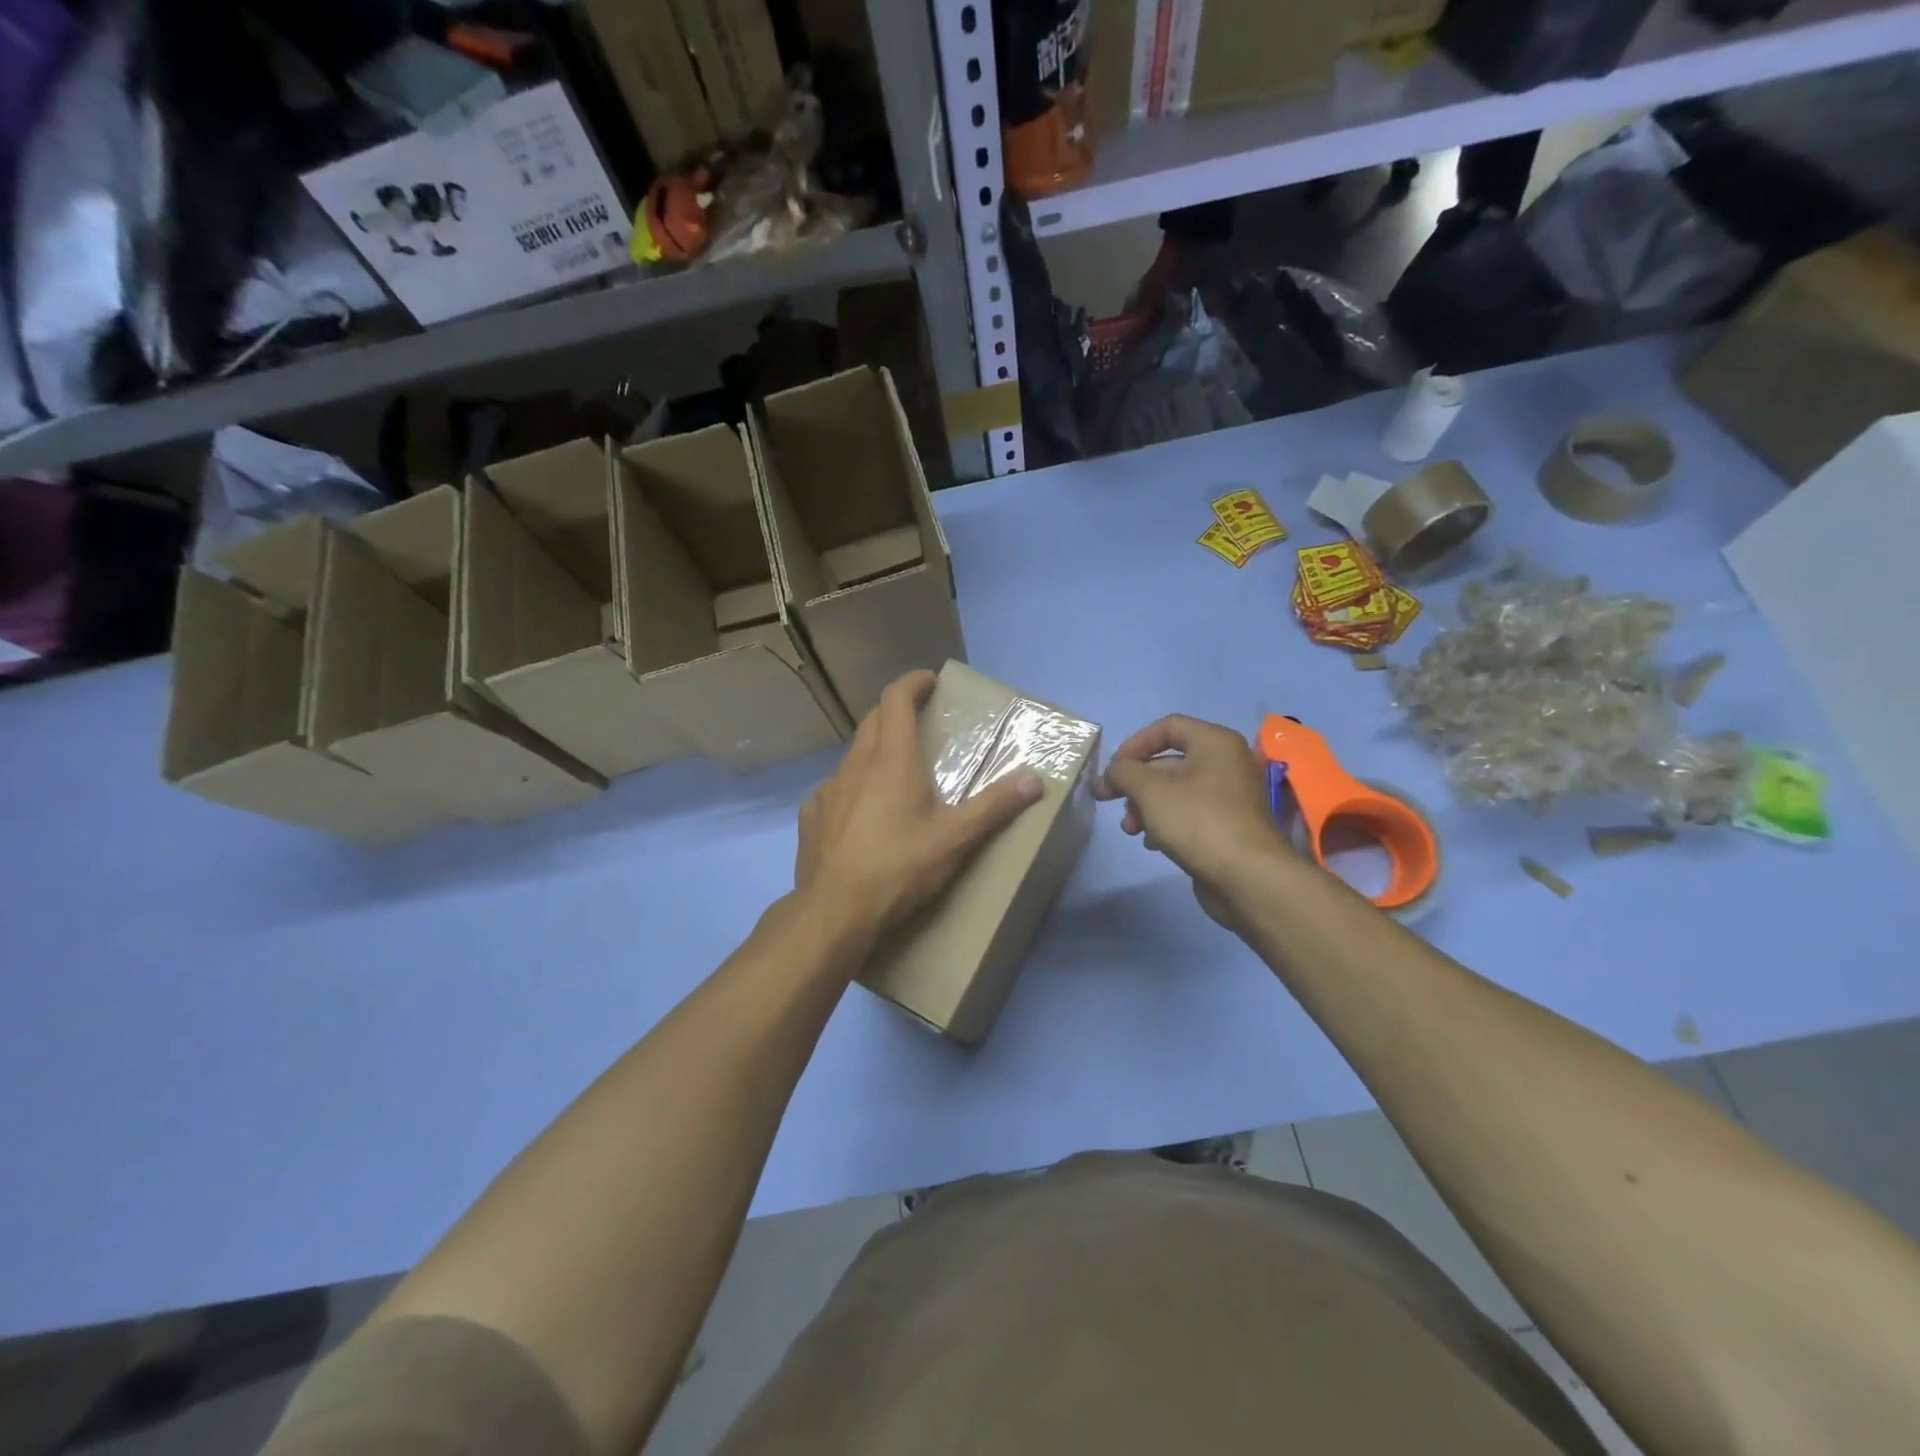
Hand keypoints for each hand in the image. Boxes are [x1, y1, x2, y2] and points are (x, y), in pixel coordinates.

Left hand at [796, 670, 1042, 942]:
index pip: (895, 699)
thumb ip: (995, 806)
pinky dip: (854, 788)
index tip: (929, 680)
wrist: (834, 912)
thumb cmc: (899, 868)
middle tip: (919, 722)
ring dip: (874, 752)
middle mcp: (855, 765)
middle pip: (872, 720)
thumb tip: (1035, 780)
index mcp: (891, 760)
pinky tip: (863, 817)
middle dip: (895, 711)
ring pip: (853, 756)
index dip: (912, 683)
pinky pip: (836, 789)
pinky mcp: (811, 816)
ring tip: (895, 774)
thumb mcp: (955, 839)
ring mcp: (828, 790)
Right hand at [1093, 715, 1294, 925]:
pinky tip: (1151, 843)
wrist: (1248, 878)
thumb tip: (1112, 771)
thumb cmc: (1199, 822)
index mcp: (1215, 743)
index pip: (1167, 727)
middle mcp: (1226, 763)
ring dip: (1145, 806)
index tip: (1112, 769)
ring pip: (1176, 791)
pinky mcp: (1227, 826)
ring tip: (1130, 829)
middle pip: (1169, 762)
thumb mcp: (1151, 791)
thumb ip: (1124, 772)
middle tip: (1106, 800)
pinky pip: (1189, 814)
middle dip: (1135, 783)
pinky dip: (1165, 822)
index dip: (1134, 744)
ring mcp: (1229, 797)